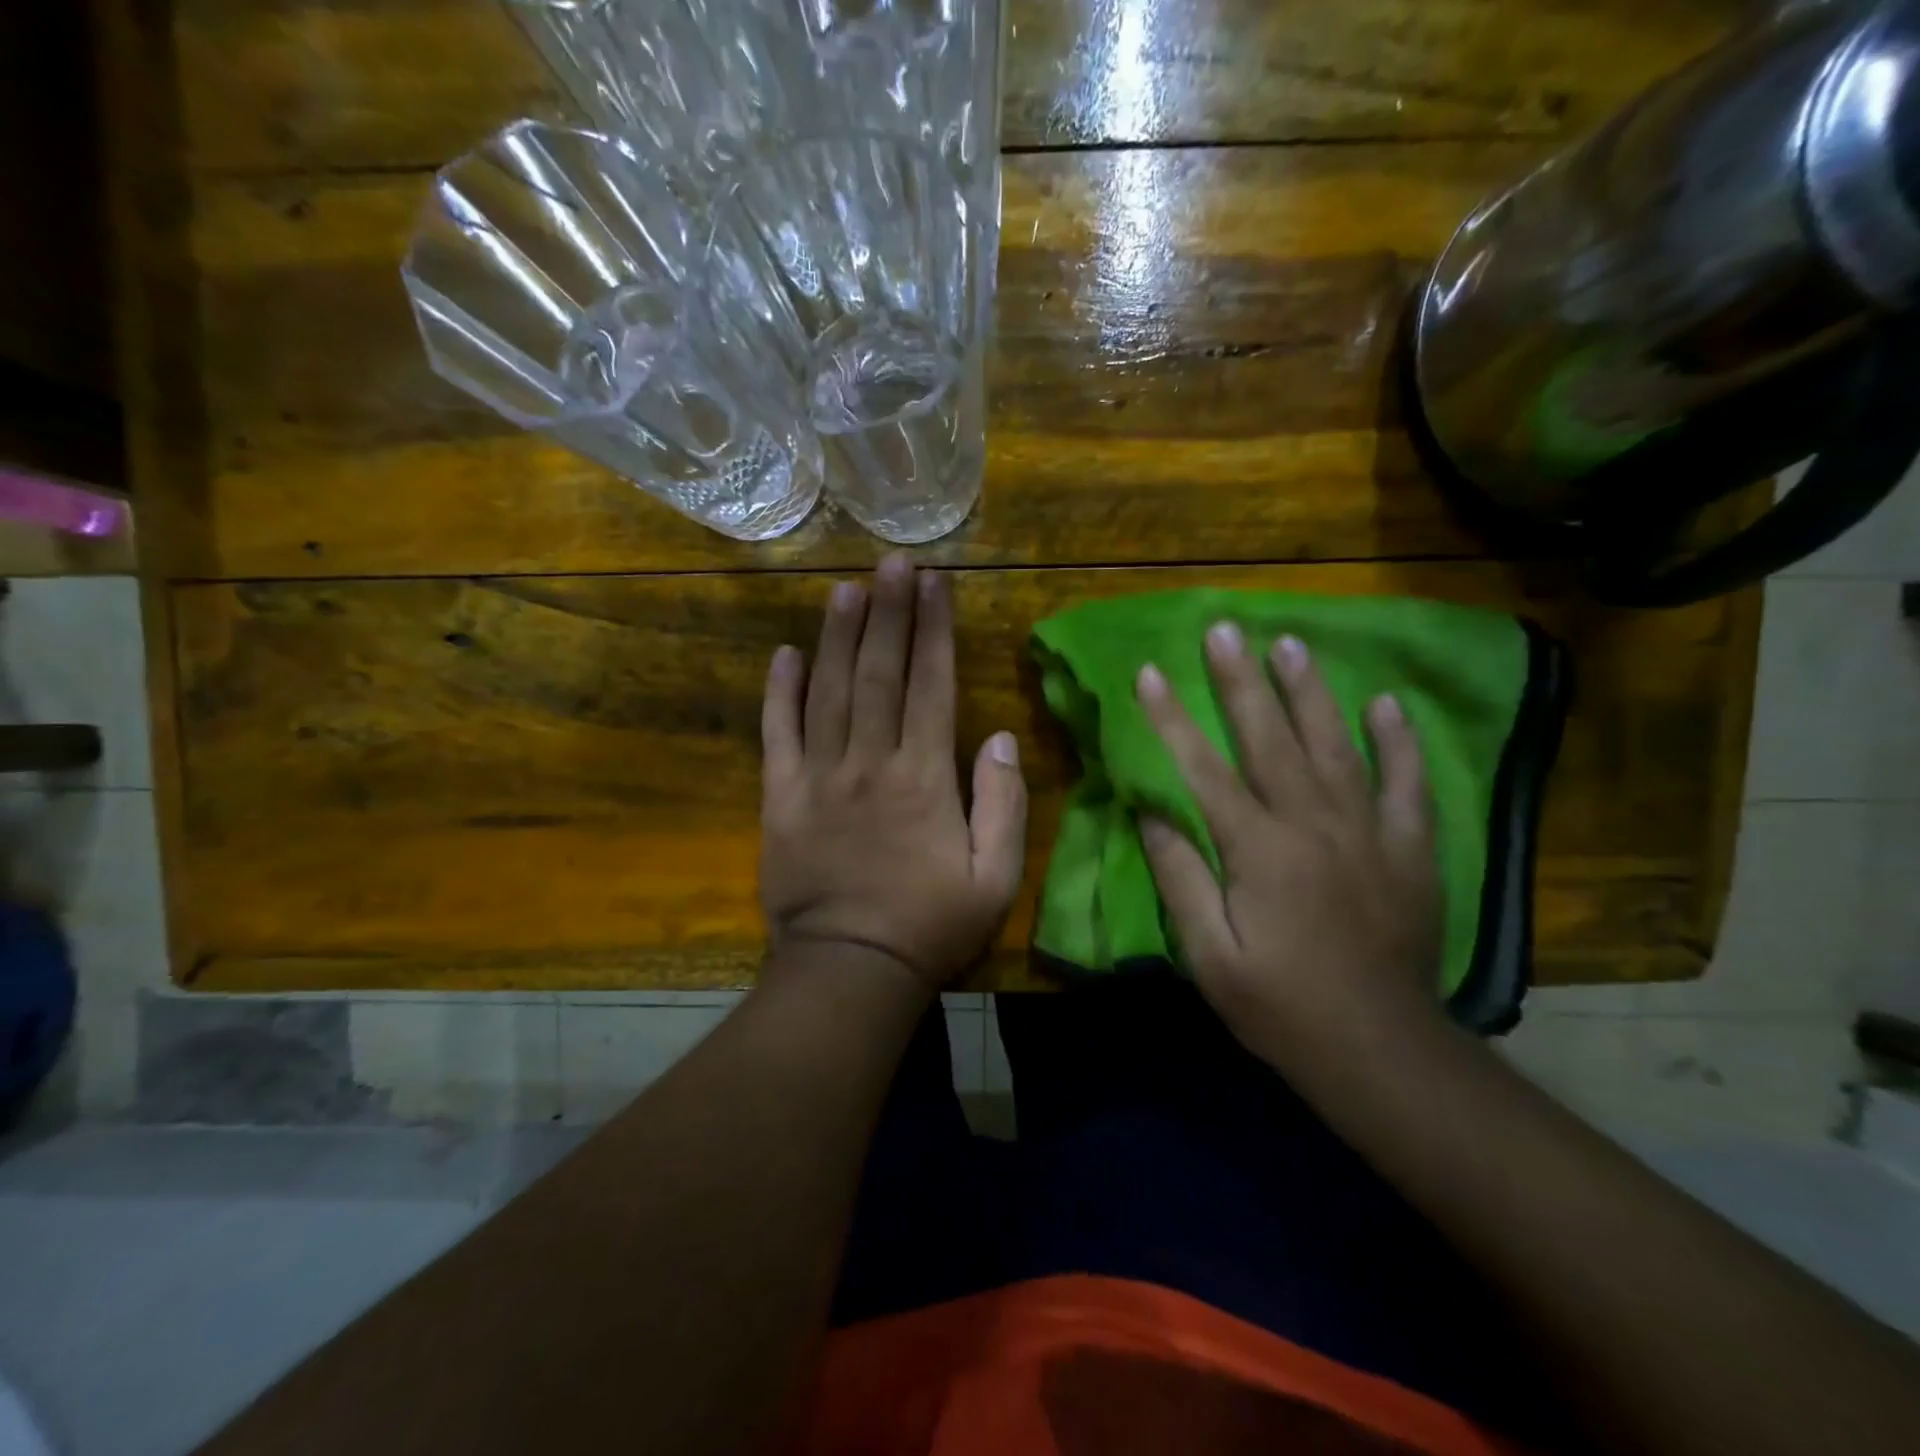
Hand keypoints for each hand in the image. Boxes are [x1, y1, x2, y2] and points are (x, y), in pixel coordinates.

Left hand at [759, 554, 1027, 993]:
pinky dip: (779, 692)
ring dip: (838, 635)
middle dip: (889, 613)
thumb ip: (1003, 803)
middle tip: (893, 563)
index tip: (936, 583)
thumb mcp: (996, 877)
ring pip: (828, 691)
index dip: (935, 630)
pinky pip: (777, 734)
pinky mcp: (780, 797)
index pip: (931, 685)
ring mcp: (819, 776)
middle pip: (879, 673)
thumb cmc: (930, 926)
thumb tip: (1000, 737)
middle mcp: (870, 762)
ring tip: (847, 588)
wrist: (849, 969)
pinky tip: (785, 654)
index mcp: (924, 777)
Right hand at [1135, 623, 1442, 1066]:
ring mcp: (1368, 832)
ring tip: (1291, 642)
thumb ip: (1181, 877)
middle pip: (1270, 739)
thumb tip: (1153, 812)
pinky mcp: (1409, 850)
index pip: (1203, 769)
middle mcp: (1313, 825)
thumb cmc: (1279, 1005)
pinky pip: (1406, 784)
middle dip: (1241, 680)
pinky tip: (1386, 703)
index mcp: (1258, 850)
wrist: (1379, 1050)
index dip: (1172, 719)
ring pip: (1335, 745)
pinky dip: (1398, 741)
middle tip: (1224, 629)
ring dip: (1309, 691)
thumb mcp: (1209, 954)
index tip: (1149, 673)